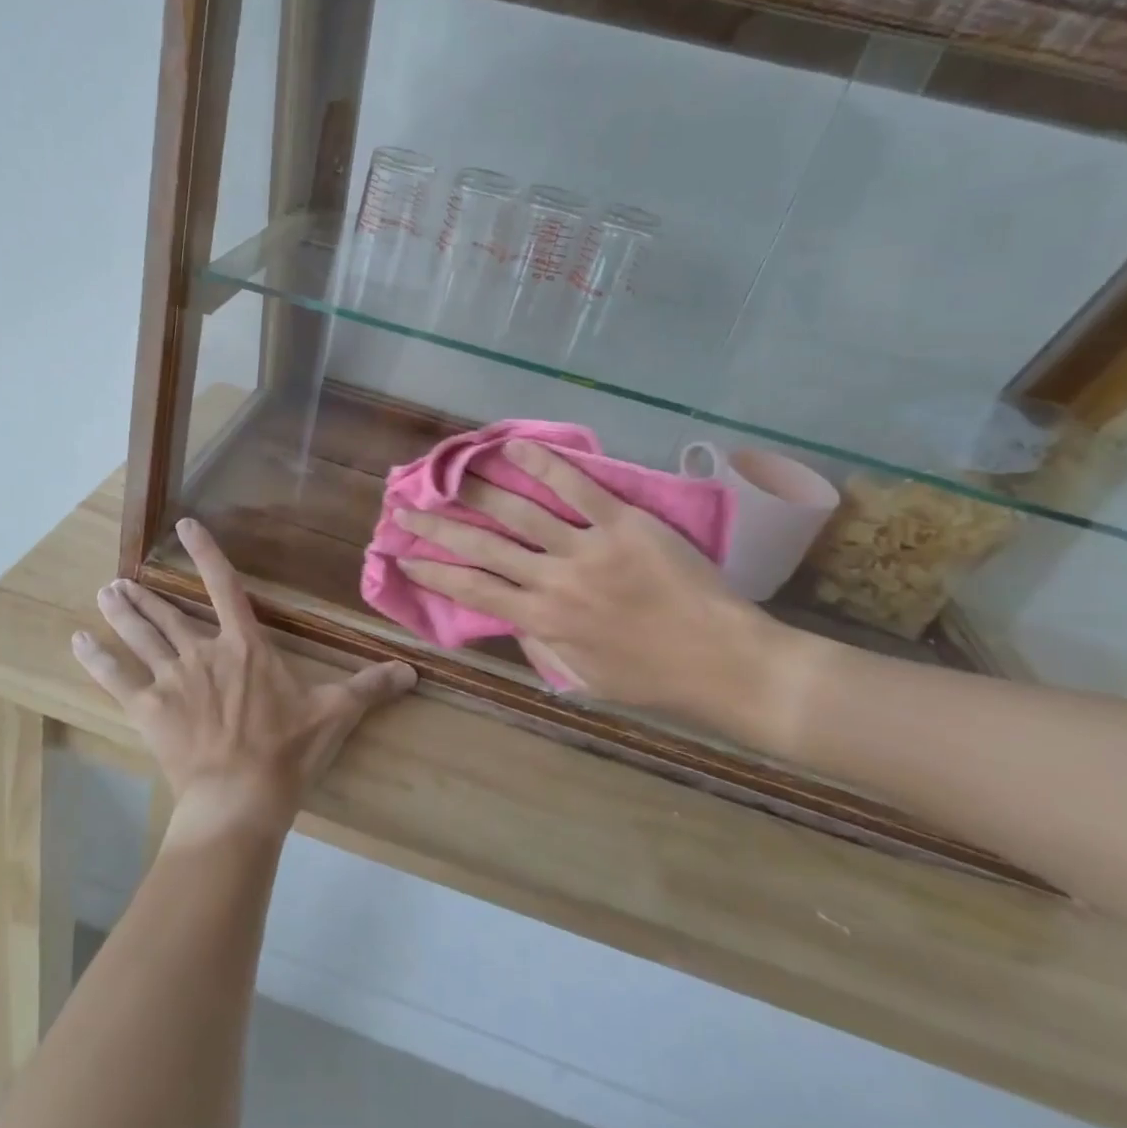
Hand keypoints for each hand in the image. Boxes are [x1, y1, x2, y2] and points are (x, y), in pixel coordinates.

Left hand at [73, 518, 415, 842]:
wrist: (240, 798)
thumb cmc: (286, 751)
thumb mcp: (334, 714)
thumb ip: (370, 687)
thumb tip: (412, 670)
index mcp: (245, 645)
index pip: (225, 586)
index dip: (206, 553)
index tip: (186, 525)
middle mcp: (204, 652)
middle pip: (170, 613)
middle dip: (145, 595)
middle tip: (119, 579)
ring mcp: (172, 679)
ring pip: (142, 636)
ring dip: (121, 613)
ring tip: (103, 593)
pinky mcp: (148, 709)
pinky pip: (117, 679)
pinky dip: (96, 659)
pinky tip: (77, 642)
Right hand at [395, 440, 798, 747]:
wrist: (725, 662)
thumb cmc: (654, 678)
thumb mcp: (585, 679)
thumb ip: (542, 648)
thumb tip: (511, 620)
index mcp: (542, 622)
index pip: (472, 590)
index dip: (432, 571)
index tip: (402, 556)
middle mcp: (553, 581)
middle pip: (480, 546)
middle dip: (436, 527)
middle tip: (404, 509)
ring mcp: (586, 549)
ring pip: (518, 512)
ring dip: (475, 490)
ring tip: (447, 473)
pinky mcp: (622, 524)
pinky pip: (576, 488)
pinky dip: (542, 464)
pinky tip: (511, 448)